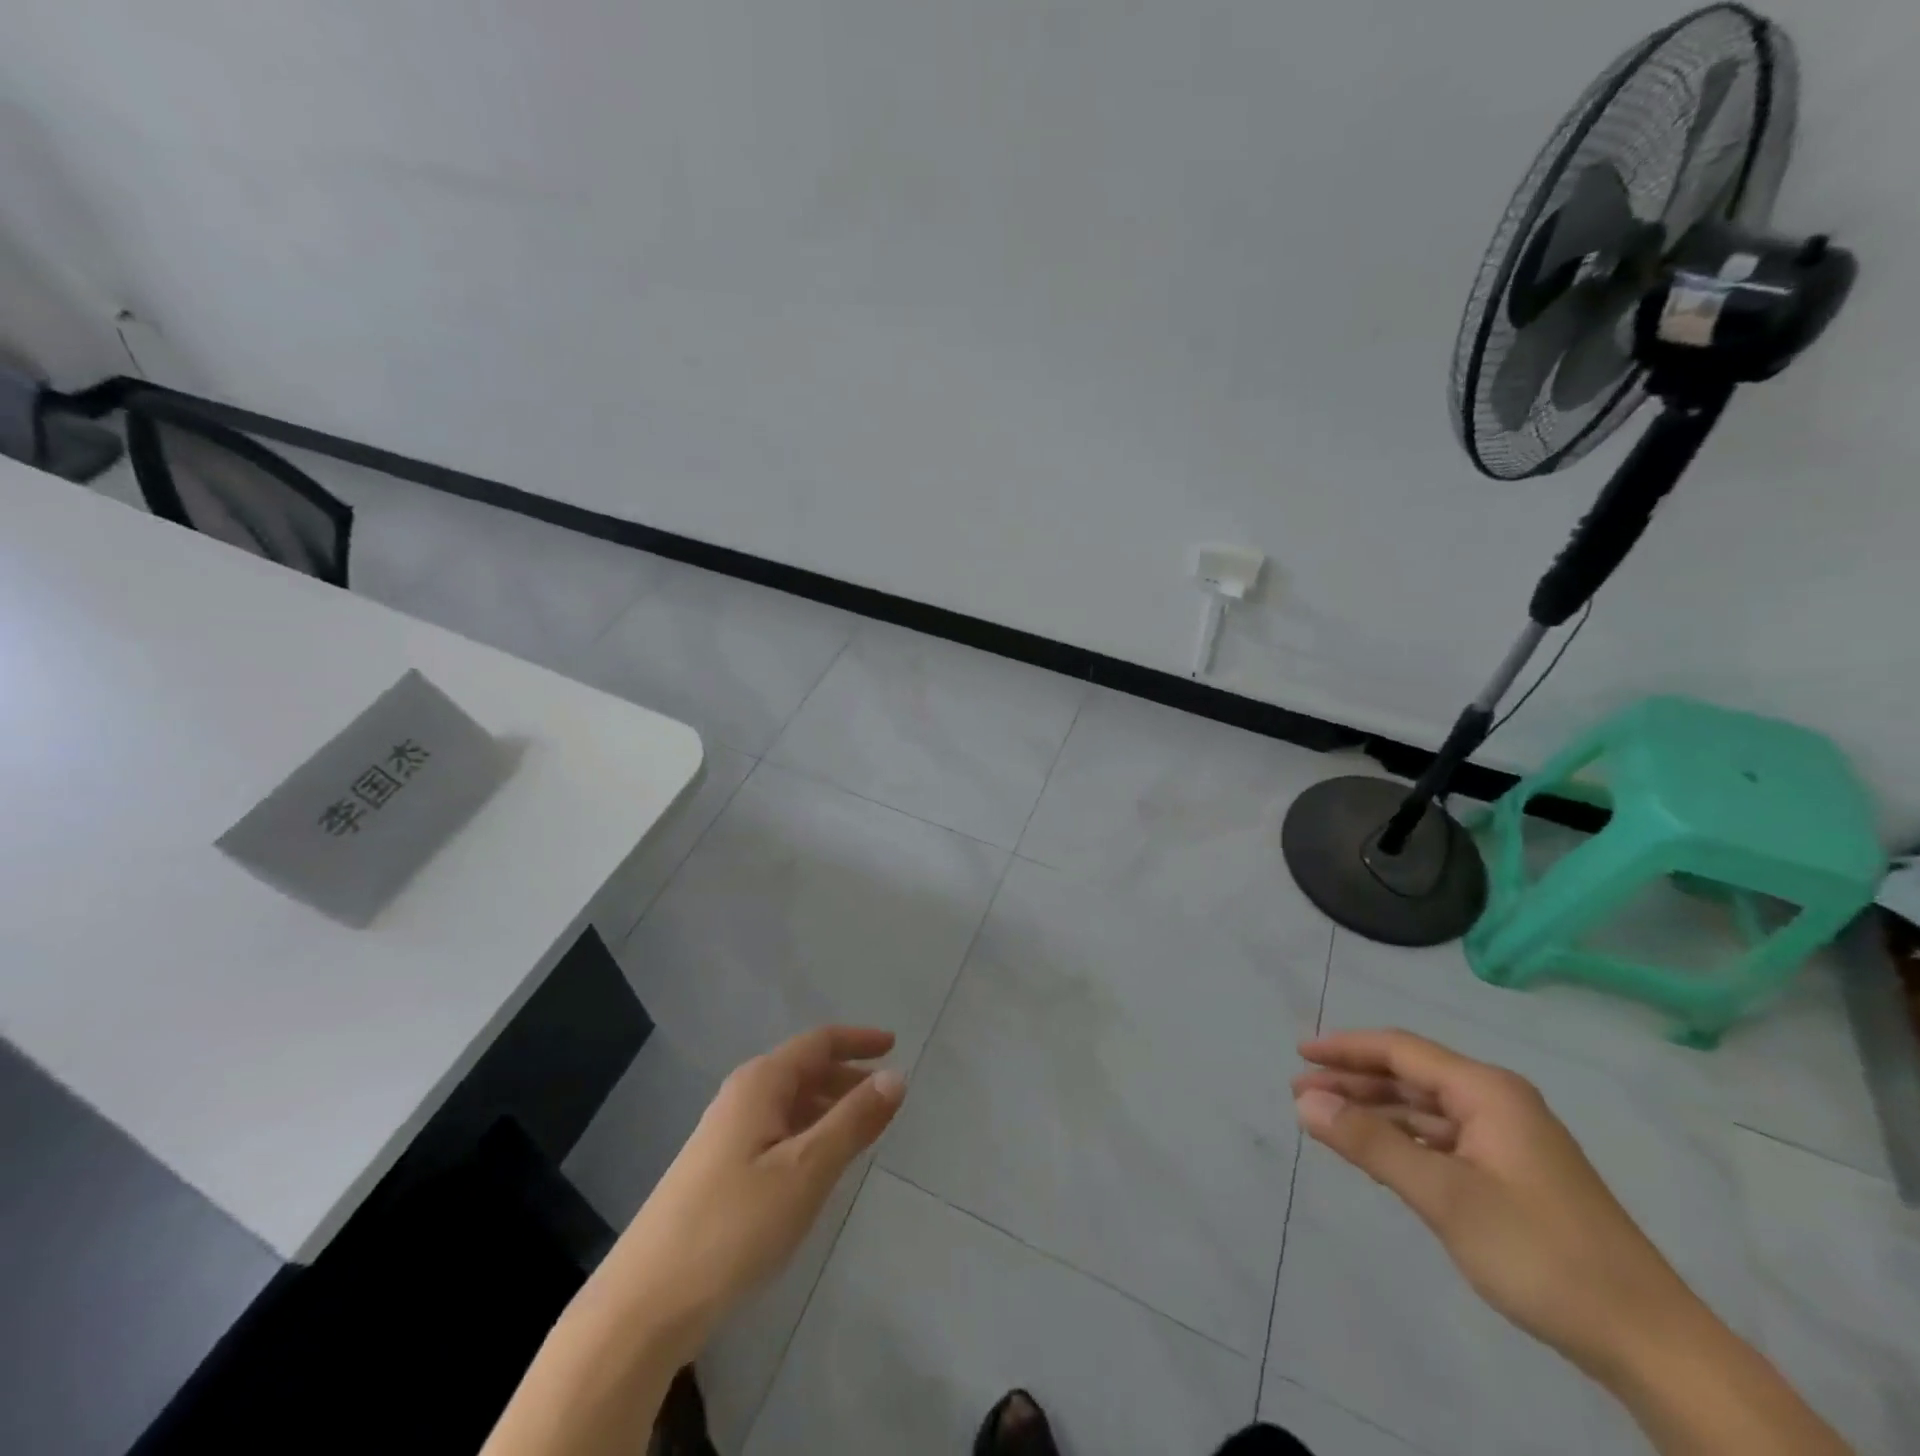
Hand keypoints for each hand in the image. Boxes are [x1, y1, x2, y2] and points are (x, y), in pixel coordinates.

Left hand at [605, 1026, 906, 1359]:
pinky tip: (819, 1167)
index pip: (818, 1043)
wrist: (644, 1304)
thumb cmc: (733, 1227)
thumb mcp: (806, 1171)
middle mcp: (741, 1097)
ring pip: (790, 1104)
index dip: (858, 1040)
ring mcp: (725, 1134)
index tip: (895, 1045)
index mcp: (761, 1084)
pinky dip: (808, 1134)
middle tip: (887, 1096)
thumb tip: (896, 1076)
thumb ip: (853, 1121)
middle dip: (847, 1076)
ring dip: (829, 1107)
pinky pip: (777, 1132)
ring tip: (863, 1130)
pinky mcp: (718, 1171)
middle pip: (804, 1070)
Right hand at [1292, 1028, 1697, 1380]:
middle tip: (1301, 1092)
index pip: (1399, 1049)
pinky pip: (1444, 1139)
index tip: (1299, 1054)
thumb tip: (1305, 1103)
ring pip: (1426, 1109)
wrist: (1650, 1343)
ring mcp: (1509, 1140)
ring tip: (1328, 1120)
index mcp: (1487, 1091)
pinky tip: (1380, 1154)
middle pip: (1411, 1075)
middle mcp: (1498, 1103)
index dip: (1345, 1048)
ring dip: (1376, 1111)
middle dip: (1354, 1081)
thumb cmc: (1541, 1253)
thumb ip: (1371, 1143)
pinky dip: (1405, 1139)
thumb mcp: (1444, 1196)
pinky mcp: (1515, 1175)